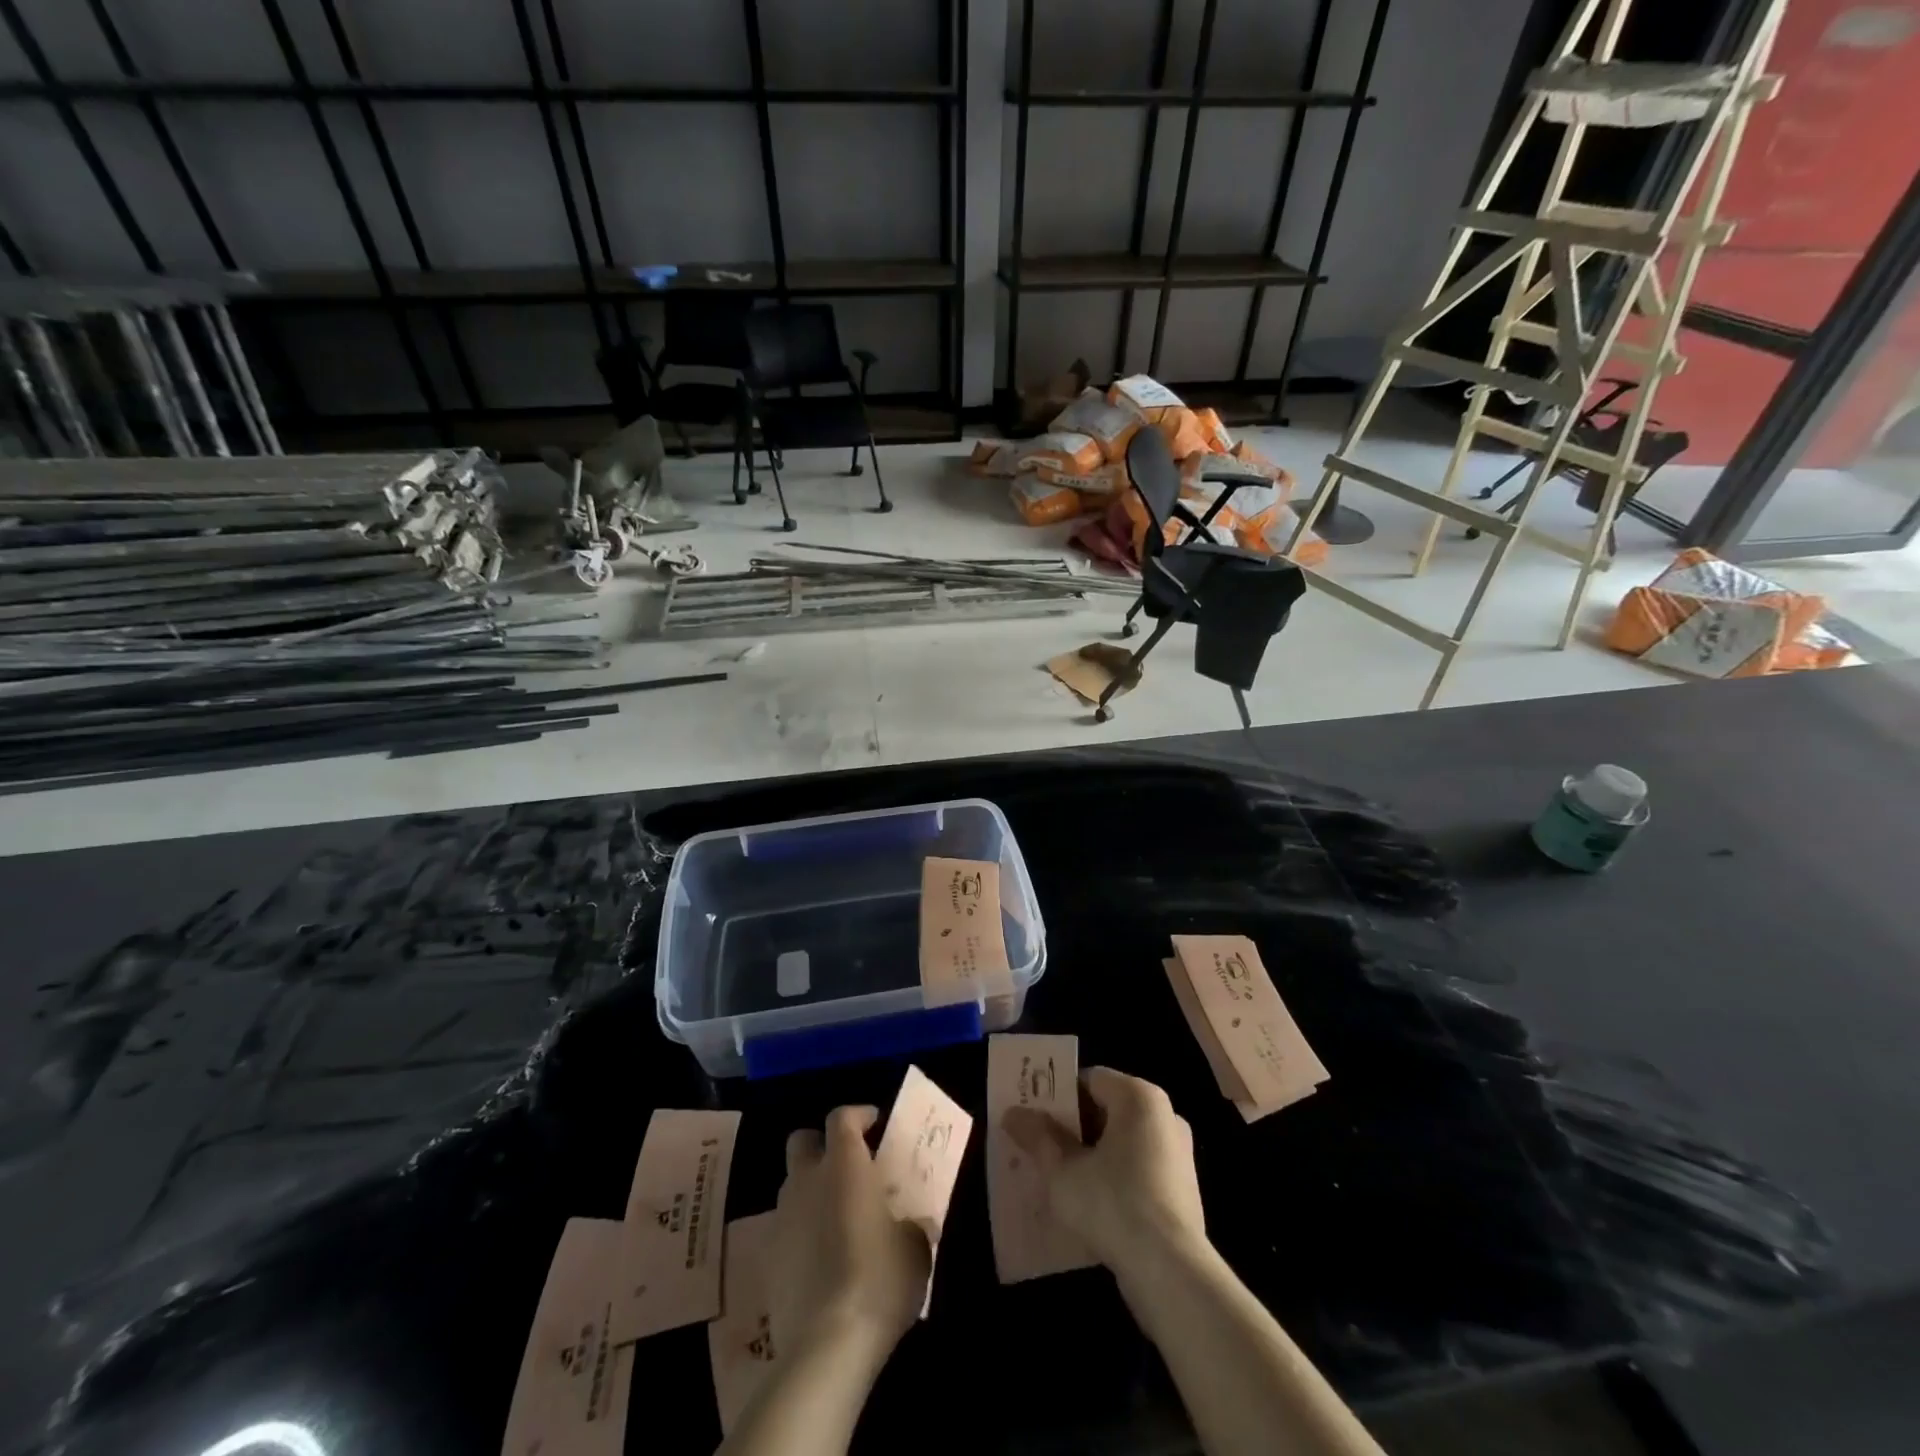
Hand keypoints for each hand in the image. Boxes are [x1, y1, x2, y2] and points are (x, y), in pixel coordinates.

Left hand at [771, 1105, 931, 1363]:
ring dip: (811, 1190)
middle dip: (821, 1145)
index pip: (842, 1117)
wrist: (826, 1345)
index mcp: (844, 1164)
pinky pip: (786, 1228)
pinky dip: (801, 1232)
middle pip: (803, 1141)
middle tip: (846, 1165)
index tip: (874, 1124)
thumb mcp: (915, 1248)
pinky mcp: (768, 1258)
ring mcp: (782, 1218)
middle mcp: (807, 1180)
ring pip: (792, 1185)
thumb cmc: (880, 1279)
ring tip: (837, 1217)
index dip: (858, 1115)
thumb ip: (911, 1224)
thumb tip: (912, 1224)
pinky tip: (821, 1259)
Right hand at [1003, 1067, 1206, 1273]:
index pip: (1090, 1079)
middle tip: (1042, 1148)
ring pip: (1122, 1142)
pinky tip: (1092, 1205)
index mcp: (1138, 1097)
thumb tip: (1013, 1113)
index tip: (1035, 1118)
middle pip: (1107, 1109)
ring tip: (1061, 1179)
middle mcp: (1165, 1115)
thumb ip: (1038, 1137)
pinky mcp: (1183, 1189)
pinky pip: (1139, 1169)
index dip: (1059, 1095)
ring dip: (1093, 1155)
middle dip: (1073, 1127)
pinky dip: (1115, 1178)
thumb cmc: (1113, 1204)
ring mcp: (1178, 1153)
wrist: (1171, 1272)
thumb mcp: (1062, 1170)